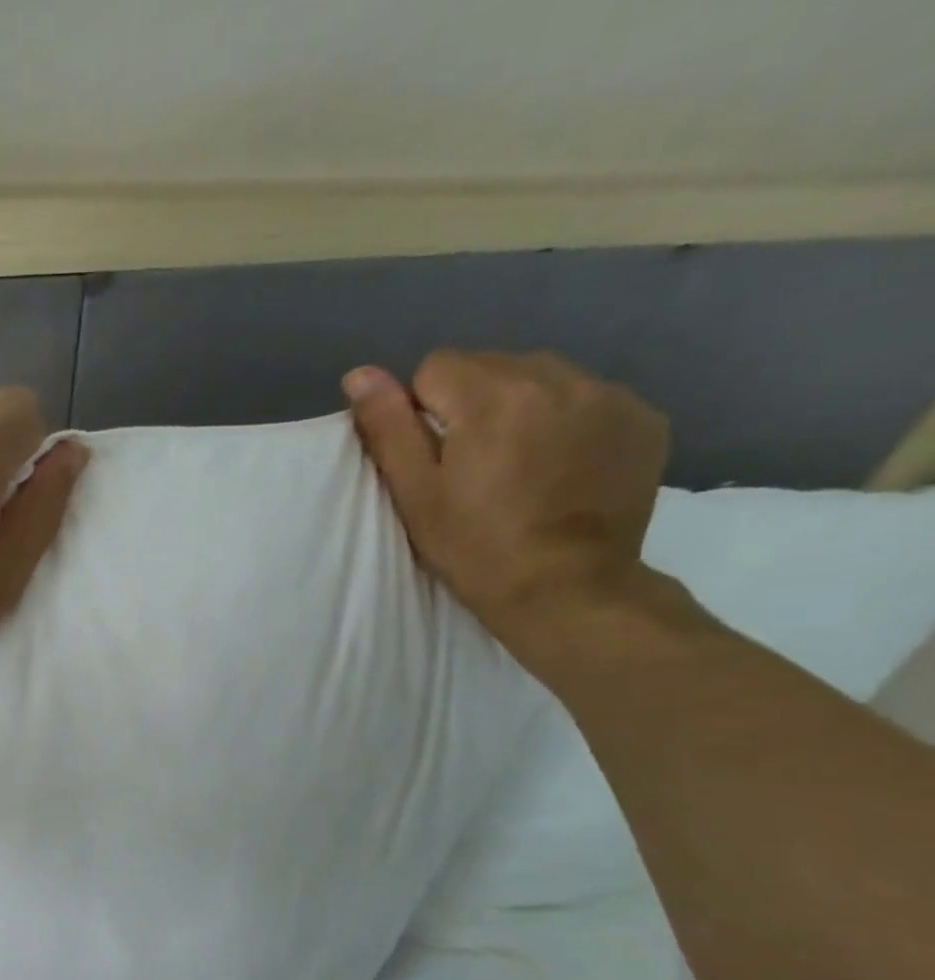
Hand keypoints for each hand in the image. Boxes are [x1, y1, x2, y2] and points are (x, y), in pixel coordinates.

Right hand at [343, 350, 669, 660]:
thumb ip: (389, 427)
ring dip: (522, 406)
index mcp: (491, 396)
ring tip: (520, 464)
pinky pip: (589, 398)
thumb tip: (360, 373)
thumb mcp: (416, 493)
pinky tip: (563, 467)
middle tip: (473, 464)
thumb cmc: (475, 547)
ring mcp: (608, 395)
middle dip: (474, 403)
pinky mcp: (644, 418)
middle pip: (492, 365)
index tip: (434, 455)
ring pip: (543, 376)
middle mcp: (555, 377)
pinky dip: (569, 421)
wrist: (566, 589)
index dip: (424, 410)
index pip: (438, 366)